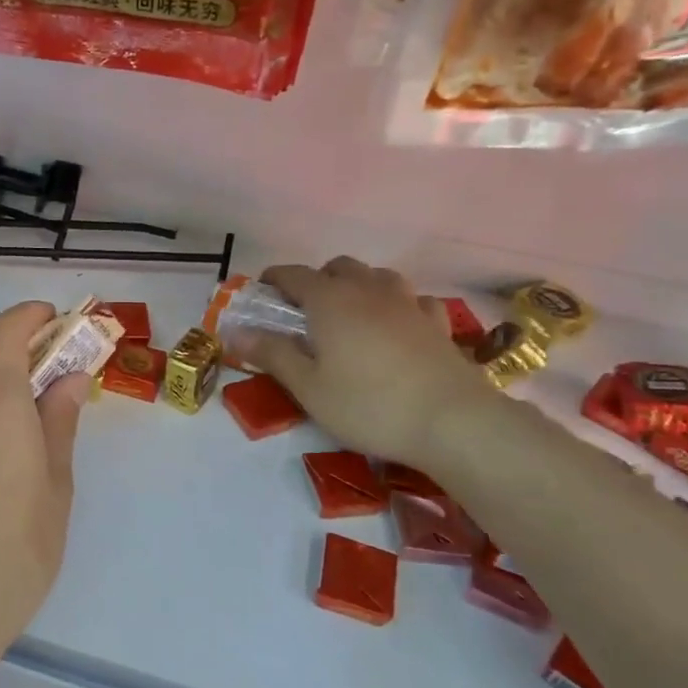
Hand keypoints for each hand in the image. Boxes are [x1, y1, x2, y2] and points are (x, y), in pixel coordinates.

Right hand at [225, 258, 494, 470]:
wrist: (452, 421)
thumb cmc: (368, 404)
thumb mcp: (308, 387)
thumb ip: (272, 354)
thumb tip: (236, 331)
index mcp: (329, 300)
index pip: (294, 274)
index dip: (274, 279)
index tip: (262, 292)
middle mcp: (367, 290)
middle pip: (338, 267)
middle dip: (317, 280)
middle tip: (306, 311)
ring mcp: (407, 303)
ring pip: (377, 276)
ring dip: (359, 285)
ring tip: (351, 313)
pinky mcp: (438, 323)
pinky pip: (413, 300)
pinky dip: (398, 305)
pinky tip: (398, 325)